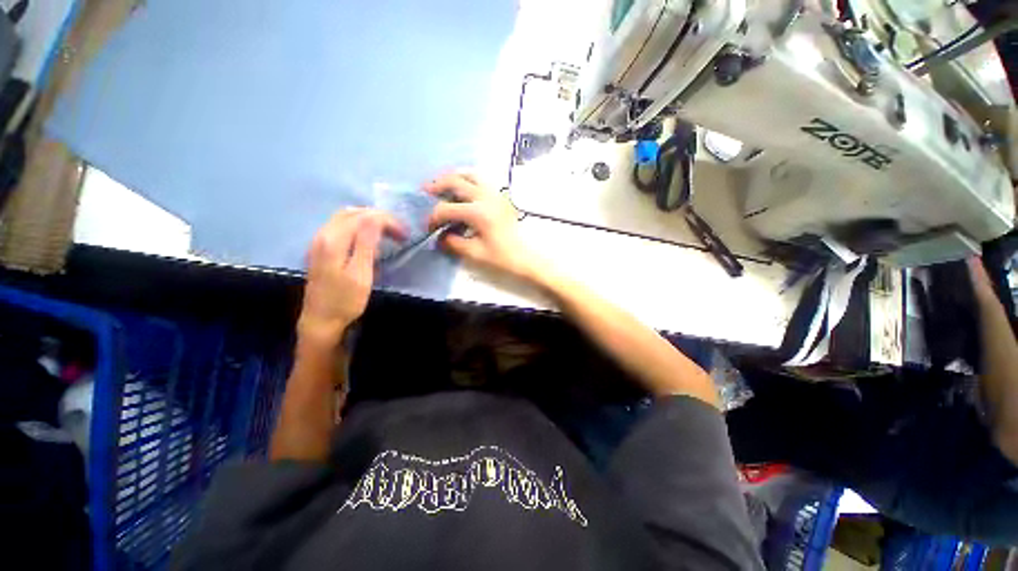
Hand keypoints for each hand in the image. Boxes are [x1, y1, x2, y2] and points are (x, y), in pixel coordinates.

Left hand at [299, 208, 404, 346]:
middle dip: (379, 217)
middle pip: (353, 212)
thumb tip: (376, 218)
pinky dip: (359, 226)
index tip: (405, 234)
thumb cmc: (345, 300)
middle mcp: (323, 234)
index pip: (363, 217)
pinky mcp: (321, 249)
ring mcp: (319, 241)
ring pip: (345, 217)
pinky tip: (370, 238)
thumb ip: (367, 243)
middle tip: (399, 231)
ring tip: (388, 232)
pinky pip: (340, 226)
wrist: (321, 321)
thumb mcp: (361, 273)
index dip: (387, 220)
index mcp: (334, 240)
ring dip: (369, 220)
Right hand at [426, 173, 544, 281]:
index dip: (434, 217)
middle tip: (425, 191)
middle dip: (437, 185)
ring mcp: (495, 193)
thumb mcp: (474, 253)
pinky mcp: (501, 196)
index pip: (447, 209)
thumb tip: (440, 235)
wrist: (525, 256)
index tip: (429, 226)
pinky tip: (462, 189)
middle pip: (456, 181)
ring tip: (443, 185)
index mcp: (478, 213)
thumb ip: (453, 242)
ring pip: (470, 174)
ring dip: (453, 177)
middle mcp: (486, 197)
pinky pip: (481, 179)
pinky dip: (468, 179)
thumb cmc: (501, 257)